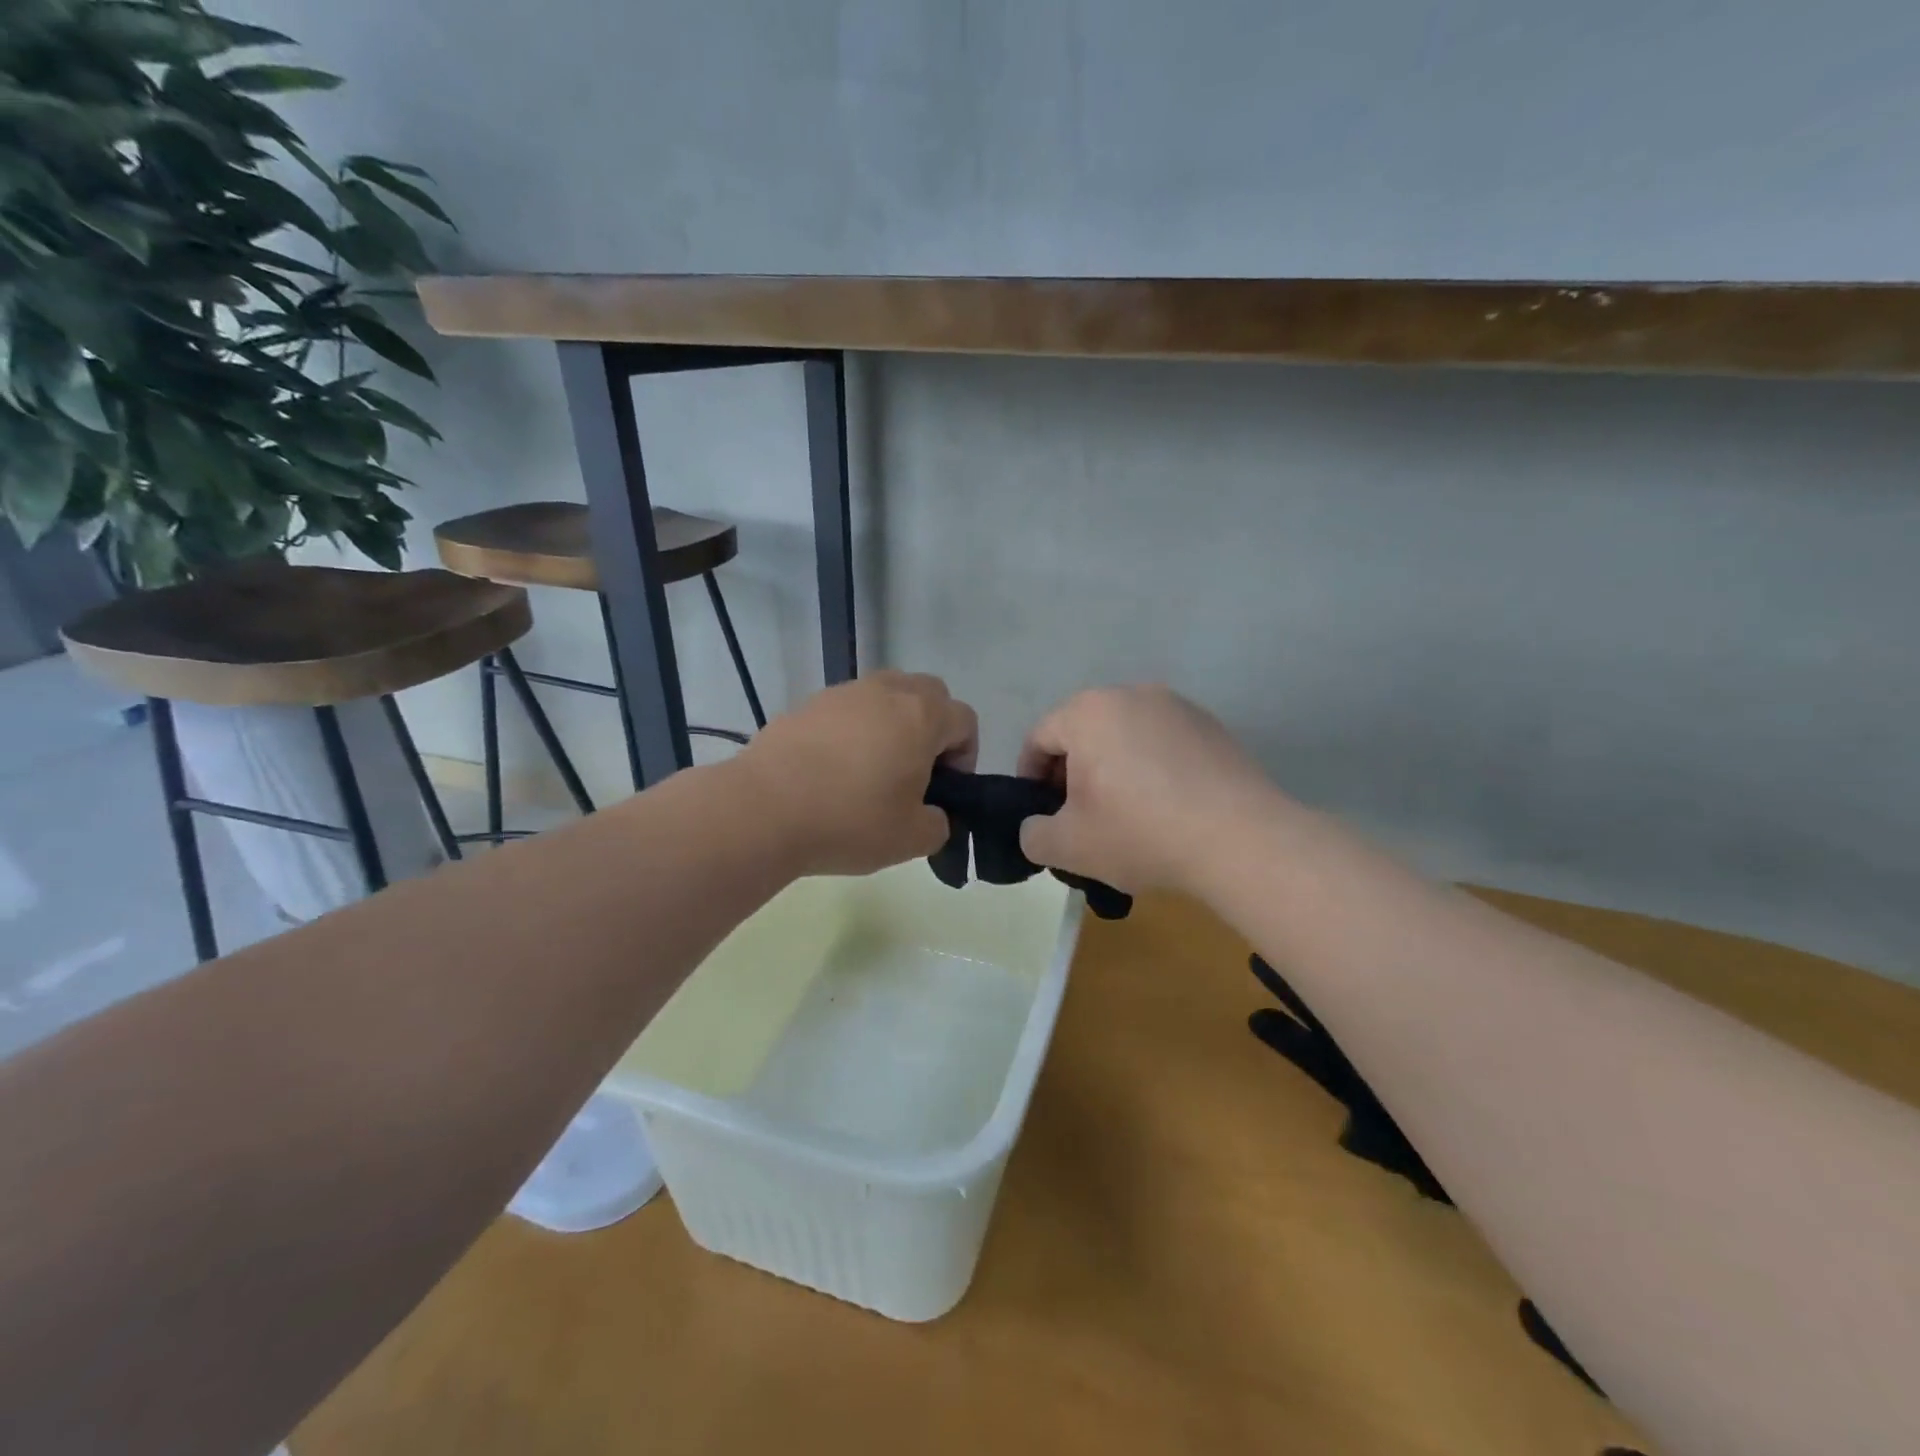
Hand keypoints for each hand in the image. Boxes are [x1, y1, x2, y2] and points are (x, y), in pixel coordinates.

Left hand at [737, 671, 977, 876]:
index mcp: (921, 716)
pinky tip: (832, 771)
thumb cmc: (850, 820)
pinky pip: (846, 710)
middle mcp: (885, 692)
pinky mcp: (806, 705)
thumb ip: (938, 824)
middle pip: (928, 693)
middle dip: (932, 727)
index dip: (965, 755)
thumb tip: (931, 815)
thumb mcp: (911, 839)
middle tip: (916, 771)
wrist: (763, 810)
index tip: (945, 789)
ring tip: (871, 769)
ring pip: (884, 695)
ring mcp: (842, 694)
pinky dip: (852, 730)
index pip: (965, 720)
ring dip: (891, 724)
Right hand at [1016, 685, 1282, 894]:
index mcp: (1088, 712)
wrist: (1241, 840)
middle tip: (1079, 818)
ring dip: (1113, 770)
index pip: (1040, 737)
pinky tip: (1166, 809)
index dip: (1030, 777)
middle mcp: (1131, 694)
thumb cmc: (1140, 833)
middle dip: (1072, 773)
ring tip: (1124, 815)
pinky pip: (1163, 745)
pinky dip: (1152, 770)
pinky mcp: (1212, 727)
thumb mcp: (1068, 847)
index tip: (1040, 813)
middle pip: (1083, 732)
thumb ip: (1033, 834)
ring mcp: (1177, 707)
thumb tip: (1037, 827)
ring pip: (1125, 736)